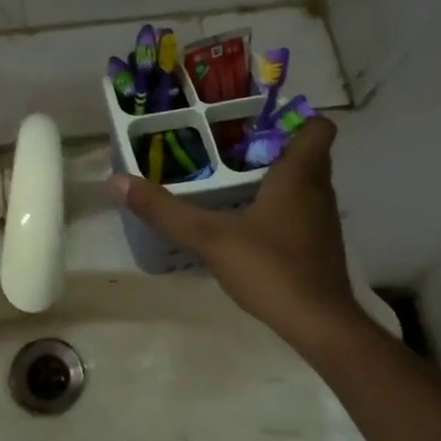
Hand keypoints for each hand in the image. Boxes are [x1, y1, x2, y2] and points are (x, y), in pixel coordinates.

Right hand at [109, 119, 359, 338]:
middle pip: (307, 152)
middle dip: (273, 144)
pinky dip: (280, 205)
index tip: (256, 120)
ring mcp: (322, 220)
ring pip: (305, 182)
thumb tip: (118, 180)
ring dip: (276, 175)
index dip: (294, 116)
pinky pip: (301, 209)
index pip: (317, 126)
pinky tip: (248, 220)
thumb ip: (165, 210)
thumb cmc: (271, 268)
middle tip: (230, 144)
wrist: (318, 324)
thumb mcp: (210, 237)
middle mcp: (318, 190)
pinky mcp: (319, 246)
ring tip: (233, 177)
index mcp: (299, 175)